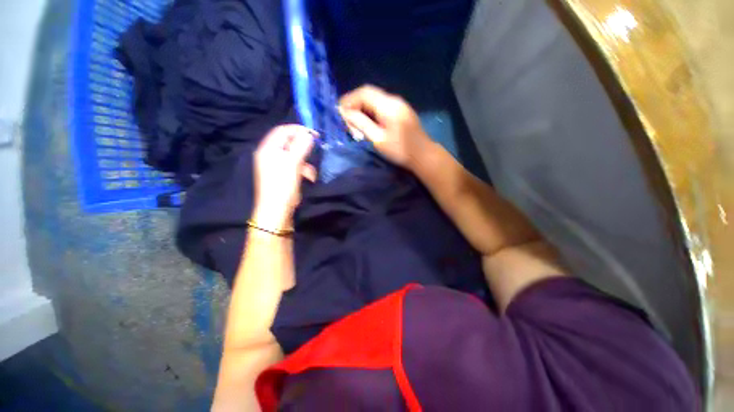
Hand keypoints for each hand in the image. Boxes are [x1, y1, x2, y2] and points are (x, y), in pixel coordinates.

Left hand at [252, 125, 316, 228]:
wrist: (277, 209)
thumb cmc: (282, 185)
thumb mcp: (292, 164)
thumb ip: (300, 146)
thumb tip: (308, 134)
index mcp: (268, 149)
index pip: (282, 131)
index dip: (298, 130)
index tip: (314, 134)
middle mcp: (270, 154)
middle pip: (289, 143)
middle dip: (303, 147)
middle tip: (316, 148)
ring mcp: (276, 165)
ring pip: (294, 156)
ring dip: (305, 162)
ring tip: (310, 173)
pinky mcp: (283, 174)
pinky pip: (295, 166)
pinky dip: (303, 170)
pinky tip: (308, 178)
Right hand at [339, 85, 431, 169]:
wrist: (423, 155)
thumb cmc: (400, 150)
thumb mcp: (378, 139)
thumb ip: (361, 123)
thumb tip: (345, 112)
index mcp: (388, 105)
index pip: (364, 93)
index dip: (349, 100)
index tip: (340, 113)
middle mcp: (394, 100)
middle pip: (369, 94)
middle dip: (355, 105)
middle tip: (347, 121)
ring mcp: (399, 105)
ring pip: (375, 100)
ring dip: (363, 109)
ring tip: (355, 124)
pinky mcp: (401, 111)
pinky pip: (382, 106)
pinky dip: (371, 112)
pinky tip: (368, 124)